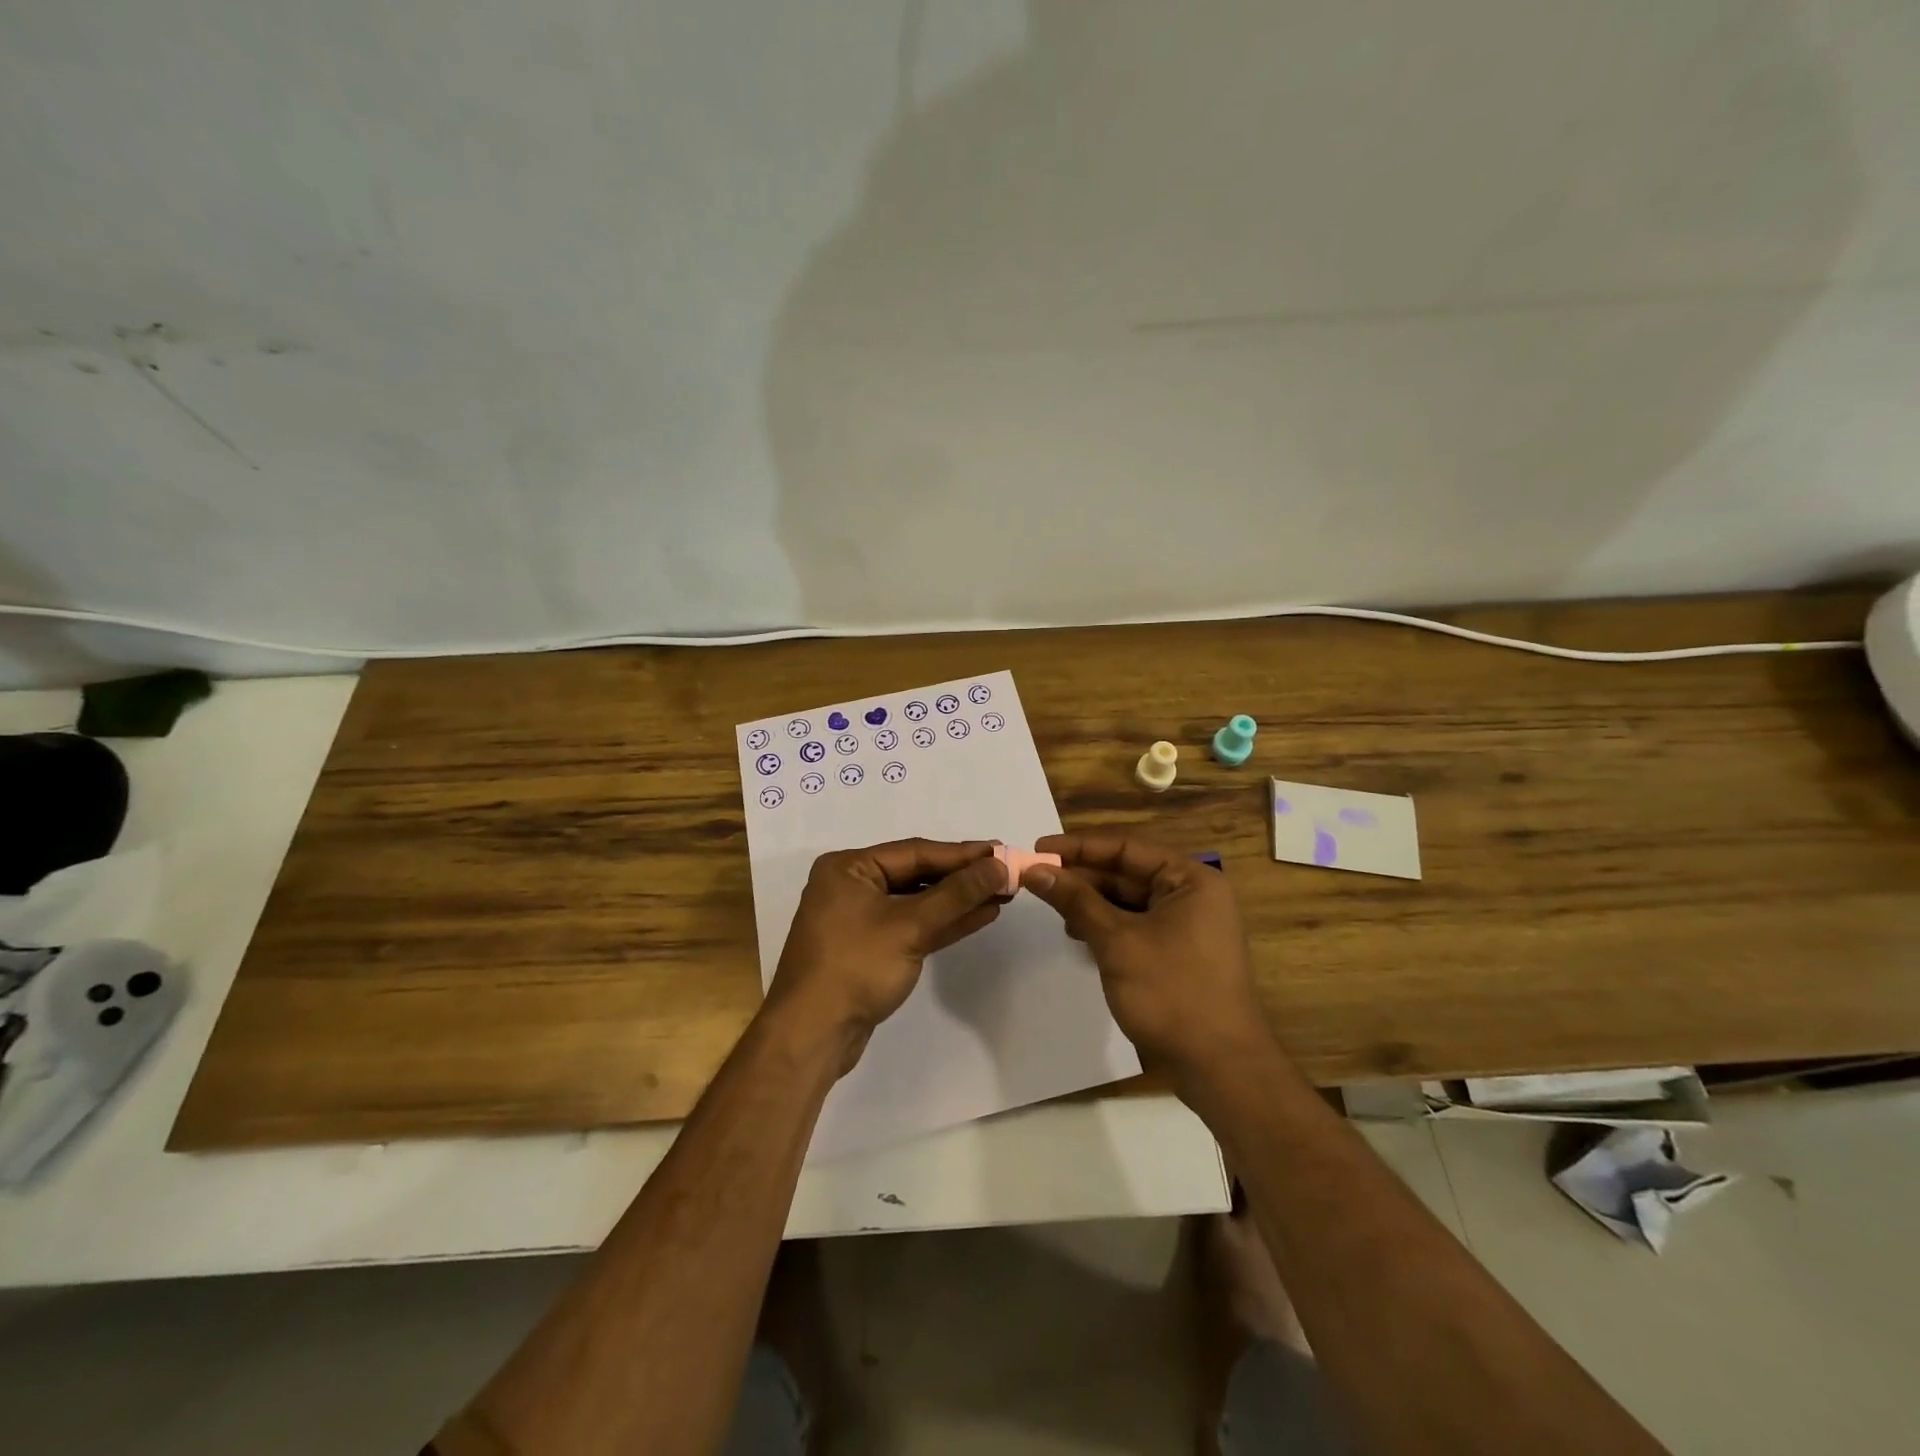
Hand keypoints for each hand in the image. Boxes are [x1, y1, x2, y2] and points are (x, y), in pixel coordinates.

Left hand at [766, 839, 1005, 1072]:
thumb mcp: (910, 926)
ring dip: (958, 900)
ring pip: (918, 902)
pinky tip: (980, 916)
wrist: (812, 1035)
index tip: (1001, 851)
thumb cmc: (855, 967)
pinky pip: (913, 926)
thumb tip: (1000, 865)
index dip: (962, 854)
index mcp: (849, 868)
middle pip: (917, 874)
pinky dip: (944, 922)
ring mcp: (861, 919)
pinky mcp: (871, 949)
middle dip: (962, 877)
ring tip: (1002, 893)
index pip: (915, 852)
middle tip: (1006, 872)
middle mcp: (852, 886)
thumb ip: (957, 894)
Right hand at [1021, 833, 1271, 1078]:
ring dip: (1090, 902)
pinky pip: (1135, 925)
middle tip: (1036, 879)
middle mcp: (1192, 895)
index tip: (1038, 849)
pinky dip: (1106, 926)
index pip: (1126, 848)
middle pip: (1127, 872)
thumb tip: (1034, 870)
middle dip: (1082, 877)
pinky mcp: (1177, 953)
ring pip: (1128, 901)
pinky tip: (1078, 934)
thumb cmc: (1171, 992)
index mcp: (1190, 880)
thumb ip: (1076, 901)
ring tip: (1052, 907)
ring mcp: (1187, 926)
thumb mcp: (1117, 941)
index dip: (1079, 847)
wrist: (1219, 1067)